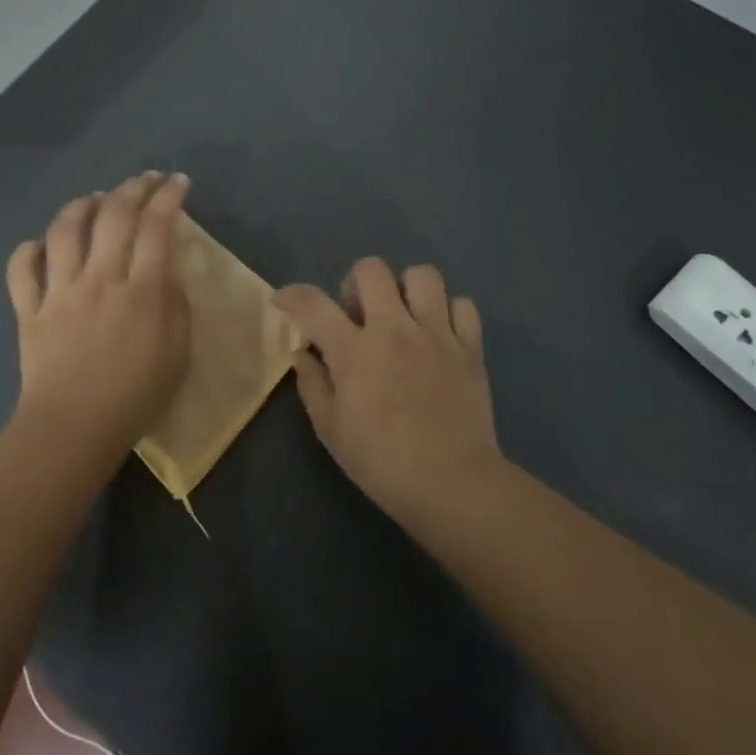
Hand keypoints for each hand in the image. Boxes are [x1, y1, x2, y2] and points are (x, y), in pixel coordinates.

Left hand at [5, 172, 192, 464]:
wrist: (75, 427)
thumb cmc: (137, 395)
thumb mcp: (179, 352)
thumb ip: (176, 305)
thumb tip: (165, 273)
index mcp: (142, 290)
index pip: (157, 226)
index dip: (169, 196)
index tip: (179, 182)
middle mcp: (100, 278)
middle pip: (115, 215)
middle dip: (134, 187)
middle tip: (147, 179)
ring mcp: (61, 291)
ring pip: (65, 229)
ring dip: (82, 206)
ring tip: (96, 200)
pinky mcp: (30, 309)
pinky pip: (22, 269)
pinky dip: (29, 250)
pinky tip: (42, 245)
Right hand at [275, 259, 503, 531]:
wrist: (452, 485)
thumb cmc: (381, 462)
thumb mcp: (331, 429)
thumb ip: (312, 383)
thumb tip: (302, 353)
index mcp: (354, 351)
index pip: (313, 303)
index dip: (291, 295)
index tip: (284, 302)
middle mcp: (394, 329)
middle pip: (371, 269)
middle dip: (356, 283)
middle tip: (357, 315)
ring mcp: (437, 334)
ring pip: (423, 275)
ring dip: (406, 289)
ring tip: (403, 316)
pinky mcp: (470, 347)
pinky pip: (463, 305)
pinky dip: (448, 313)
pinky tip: (439, 336)